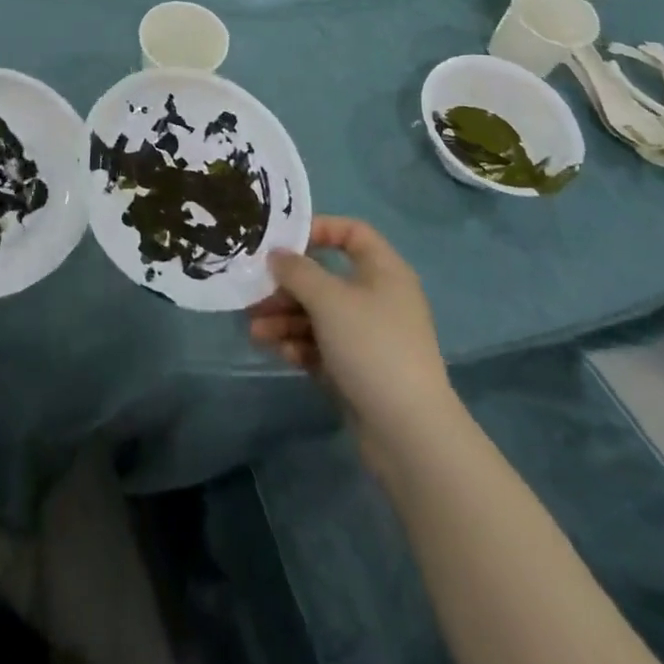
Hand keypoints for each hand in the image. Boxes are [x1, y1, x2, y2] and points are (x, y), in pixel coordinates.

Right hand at [248, 217, 455, 457]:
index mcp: (383, 271)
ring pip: (319, 315)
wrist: (409, 433)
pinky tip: (281, 353)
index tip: (284, 242)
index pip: (352, 232)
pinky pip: (322, 345)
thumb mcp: (329, 300)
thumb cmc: (371, 347)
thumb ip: (298, 271)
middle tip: (255, 294)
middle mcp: (377, 298)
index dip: (319, 229)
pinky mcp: (358, 369)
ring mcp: (368, 336)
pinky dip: (300, 345)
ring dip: (285, 319)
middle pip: (325, 278)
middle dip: (287, 287)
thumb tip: (278, 255)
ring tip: (255, 331)